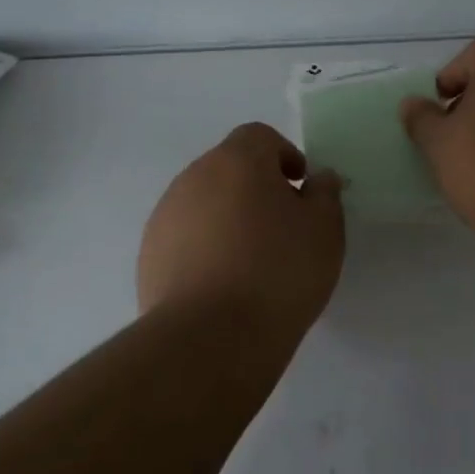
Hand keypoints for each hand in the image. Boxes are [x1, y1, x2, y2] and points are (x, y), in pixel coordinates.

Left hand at [138, 123, 345, 346]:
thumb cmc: (278, 272)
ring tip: (251, 259)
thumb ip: (325, 194)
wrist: (210, 337)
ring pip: (204, 202)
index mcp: (237, 161)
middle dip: (255, 187)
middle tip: (281, 225)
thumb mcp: (324, 230)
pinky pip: (185, 236)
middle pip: (229, 167)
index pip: (260, 136)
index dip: (284, 155)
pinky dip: (205, 246)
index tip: (300, 188)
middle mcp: (194, 177)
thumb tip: (318, 179)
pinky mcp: (149, 254)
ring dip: (228, 216)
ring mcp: (165, 216)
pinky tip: (223, 283)